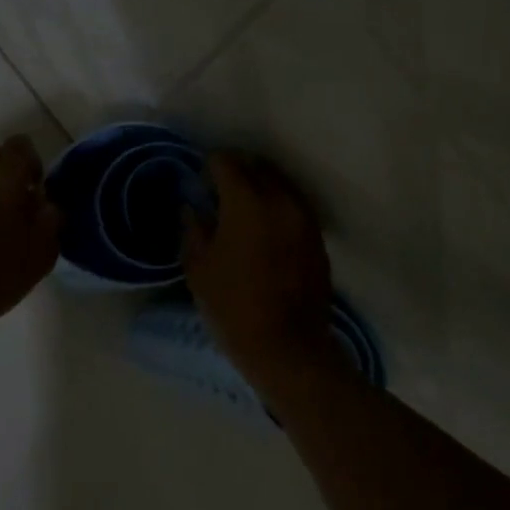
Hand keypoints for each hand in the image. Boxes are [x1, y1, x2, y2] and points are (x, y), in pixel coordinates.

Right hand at [181, 152, 339, 390]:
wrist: (287, 346)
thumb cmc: (233, 307)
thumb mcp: (199, 267)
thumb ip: (194, 228)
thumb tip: (192, 206)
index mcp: (247, 202)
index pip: (227, 163)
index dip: (209, 164)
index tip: (199, 176)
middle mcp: (281, 200)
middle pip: (257, 167)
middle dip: (236, 170)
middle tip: (218, 189)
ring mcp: (304, 217)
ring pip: (280, 184)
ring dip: (259, 186)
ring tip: (241, 207)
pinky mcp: (317, 237)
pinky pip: (294, 205)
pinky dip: (277, 205)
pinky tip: (263, 226)